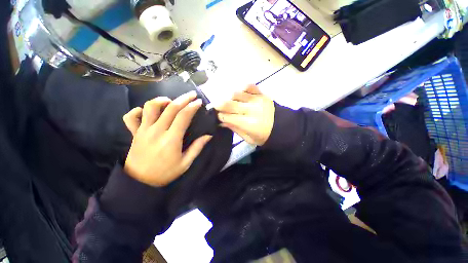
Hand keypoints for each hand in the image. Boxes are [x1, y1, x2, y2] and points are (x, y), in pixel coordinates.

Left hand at [122, 91, 211, 186]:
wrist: (139, 183)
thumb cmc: (165, 173)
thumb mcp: (185, 163)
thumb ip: (197, 148)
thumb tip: (208, 136)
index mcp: (171, 139)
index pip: (183, 116)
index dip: (192, 107)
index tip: (199, 102)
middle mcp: (157, 131)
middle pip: (171, 108)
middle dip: (183, 98)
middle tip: (192, 94)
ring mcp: (143, 130)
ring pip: (150, 107)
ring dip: (162, 100)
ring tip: (170, 101)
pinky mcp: (134, 133)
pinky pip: (131, 117)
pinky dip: (138, 110)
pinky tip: (147, 112)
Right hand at [215, 84, 274, 145]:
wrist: (282, 127)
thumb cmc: (264, 136)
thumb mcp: (248, 138)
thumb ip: (234, 128)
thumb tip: (221, 121)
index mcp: (248, 124)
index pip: (227, 117)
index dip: (219, 116)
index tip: (217, 116)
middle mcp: (252, 110)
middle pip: (229, 103)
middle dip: (218, 105)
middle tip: (215, 106)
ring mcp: (257, 100)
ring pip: (236, 93)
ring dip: (229, 97)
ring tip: (229, 102)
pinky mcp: (262, 94)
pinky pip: (249, 86)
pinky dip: (242, 89)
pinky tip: (240, 95)